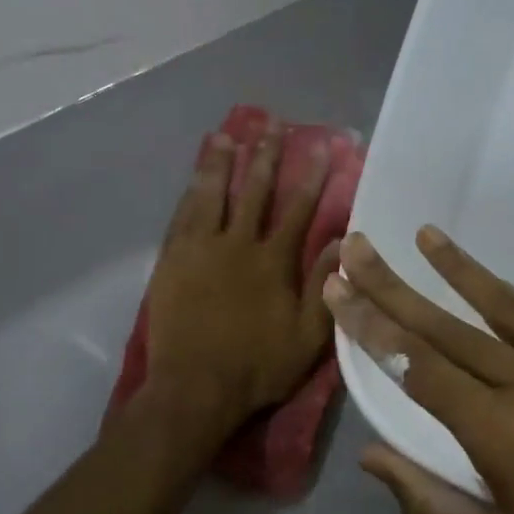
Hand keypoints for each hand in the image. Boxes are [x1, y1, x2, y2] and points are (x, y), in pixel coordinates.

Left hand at [143, 126, 339, 437]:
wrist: (195, 388)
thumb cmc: (257, 367)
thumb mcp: (307, 337)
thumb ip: (324, 287)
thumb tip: (341, 243)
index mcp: (272, 262)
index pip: (297, 208)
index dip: (310, 175)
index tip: (319, 145)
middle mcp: (237, 245)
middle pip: (253, 191)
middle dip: (265, 156)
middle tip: (271, 125)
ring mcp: (200, 250)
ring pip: (211, 196)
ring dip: (220, 164)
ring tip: (225, 136)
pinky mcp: (172, 261)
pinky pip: (182, 217)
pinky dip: (190, 194)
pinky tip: (194, 178)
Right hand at [324, 229, 513, 513]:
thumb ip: (429, 505)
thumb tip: (372, 456)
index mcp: (502, 437)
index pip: (418, 367)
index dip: (371, 326)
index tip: (338, 290)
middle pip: (449, 327)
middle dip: (395, 286)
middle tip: (358, 248)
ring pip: (506, 308)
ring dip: (459, 271)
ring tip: (424, 236)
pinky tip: (494, 285)